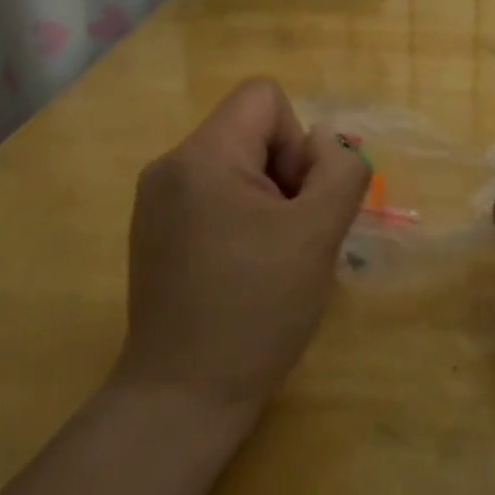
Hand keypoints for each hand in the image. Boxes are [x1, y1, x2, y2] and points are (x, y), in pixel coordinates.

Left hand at [118, 77, 369, 420]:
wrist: (183, 396)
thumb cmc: (257, 309)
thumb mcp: (318, 234)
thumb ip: (339, 170)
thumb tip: (326, 141)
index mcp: (202, 155)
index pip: (264, 97)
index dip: (297, 141)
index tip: (297, 201)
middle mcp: (170, 166)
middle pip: (250, 131)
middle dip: (286, 174)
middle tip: (292, 237)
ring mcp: (157, 202)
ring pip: (236, 167)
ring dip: (269, 201)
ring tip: (271, 259)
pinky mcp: (156, 233)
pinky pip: (213, 197)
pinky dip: (242, 220)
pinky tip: (246, 271)